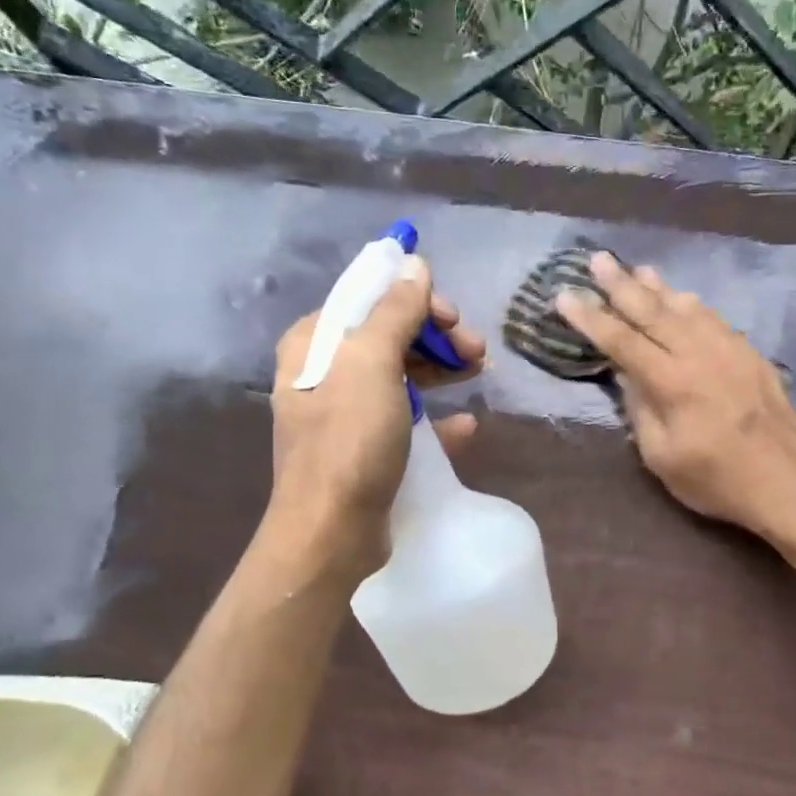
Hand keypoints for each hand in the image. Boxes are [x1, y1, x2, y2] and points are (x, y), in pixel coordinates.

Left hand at [268, 255, 483, 573]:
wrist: (331, 532)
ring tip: (480, 374)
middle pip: (388, 336)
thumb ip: (395, 310)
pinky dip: (435, 417)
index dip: (416, 301)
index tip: (454, 318)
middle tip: (476, 352)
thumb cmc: (349, 441)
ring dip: (441, 370)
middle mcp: (325, 373)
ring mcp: (344, 414)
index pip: (369, 300)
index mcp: (315, 343)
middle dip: (436, 338)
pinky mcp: (364, 449)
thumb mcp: (372, 364)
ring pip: (400, 376)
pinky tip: (465, 424)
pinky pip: (405, 420)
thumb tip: (414, 263)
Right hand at [556, 253, 795, 539]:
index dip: (591, 318)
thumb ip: (640, 410)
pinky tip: (682, 299)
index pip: (622, 341)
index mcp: (673, 382)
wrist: (787, 484)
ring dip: (658, 288)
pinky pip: (714, 319)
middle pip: (653, 311)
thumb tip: (626, 374)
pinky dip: (691, 305)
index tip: (565, 295)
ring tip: (637, 269)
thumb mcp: (662, 457)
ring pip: (686, 308)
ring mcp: (730, 350)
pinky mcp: (750, 355)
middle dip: (621, 285)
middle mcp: (701, 354)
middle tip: (598, 259)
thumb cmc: (716, 481)